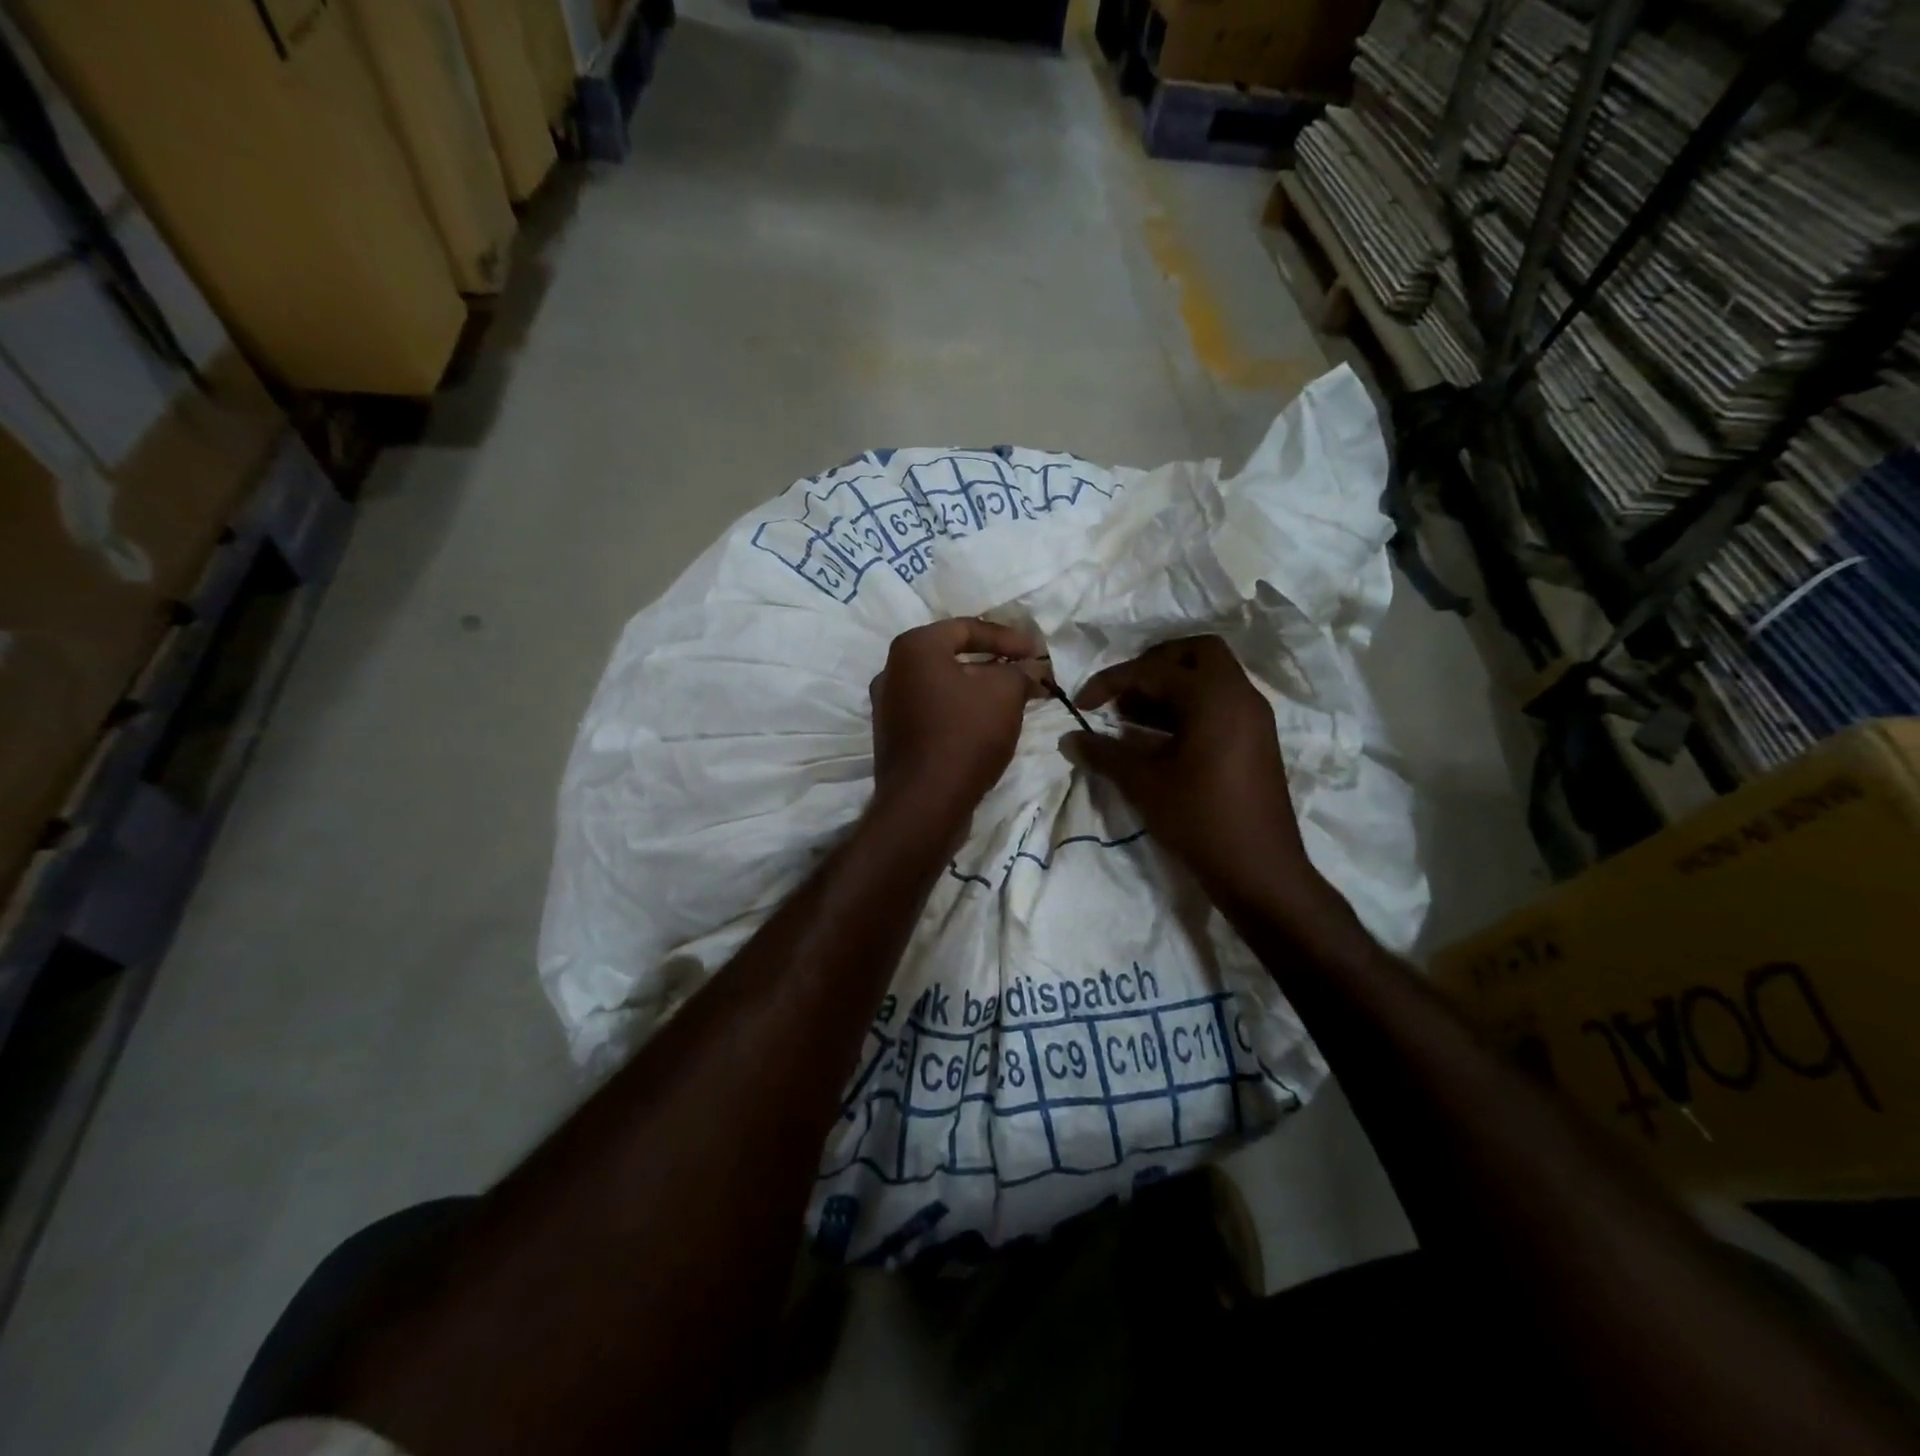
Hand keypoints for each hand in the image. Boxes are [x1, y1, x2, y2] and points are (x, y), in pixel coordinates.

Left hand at [869, 619, 1045, 820]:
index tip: (1039, 653)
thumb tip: (1033, 667)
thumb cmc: (964, 735)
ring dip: (980, 688)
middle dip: (996, 663)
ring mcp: (888, 706)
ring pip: (944, 685)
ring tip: (1015, 698)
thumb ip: (1021, 671)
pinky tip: (988, 723)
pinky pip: (934, 710)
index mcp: (914, 648)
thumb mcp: (1005, 693)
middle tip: (1028, 673)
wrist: (924, 803)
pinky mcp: (894, 736)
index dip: (1009, 638)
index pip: (968, 628)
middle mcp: (892, 670)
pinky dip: (962, 709)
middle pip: (953, 656)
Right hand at [1064, 636, 1322, 911]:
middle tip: (1124, 693)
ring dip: (1171, 687)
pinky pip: (1221, 703)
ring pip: (1211, 678)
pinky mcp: (1257, 739)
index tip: (1083, 703)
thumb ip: (1104, 754)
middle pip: (1196, 653)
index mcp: (1214, 697)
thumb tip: (1069, 738)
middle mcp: (1240, 696)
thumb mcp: (1144, 785)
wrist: (1259, 871)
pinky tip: (1160, 739)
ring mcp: (1254, 717)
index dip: (1112, 681)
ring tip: (1132, 718)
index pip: (1155, 670)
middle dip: (1154, 665)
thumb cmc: (1200, 820)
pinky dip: (1189, 707)